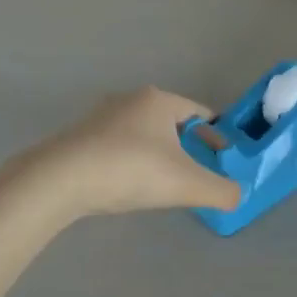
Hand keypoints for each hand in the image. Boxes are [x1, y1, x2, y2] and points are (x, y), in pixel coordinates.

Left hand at [11, 87, 242, 220]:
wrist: (58, 181)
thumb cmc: (130, 170)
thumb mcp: (187, 184)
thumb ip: (221, 191)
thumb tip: (238, 196)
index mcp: (158, 100)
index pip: (199, 112)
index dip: (216, 134)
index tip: (224, 156)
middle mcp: (129, 100)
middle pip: (169, 122)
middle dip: (186, 144)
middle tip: (197, 171)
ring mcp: (99, 118)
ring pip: (141, 134)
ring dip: (157, 153)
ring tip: (163, 181)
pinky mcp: (77, 138)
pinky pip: (116, 147)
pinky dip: (130, 162)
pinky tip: (128, 185)